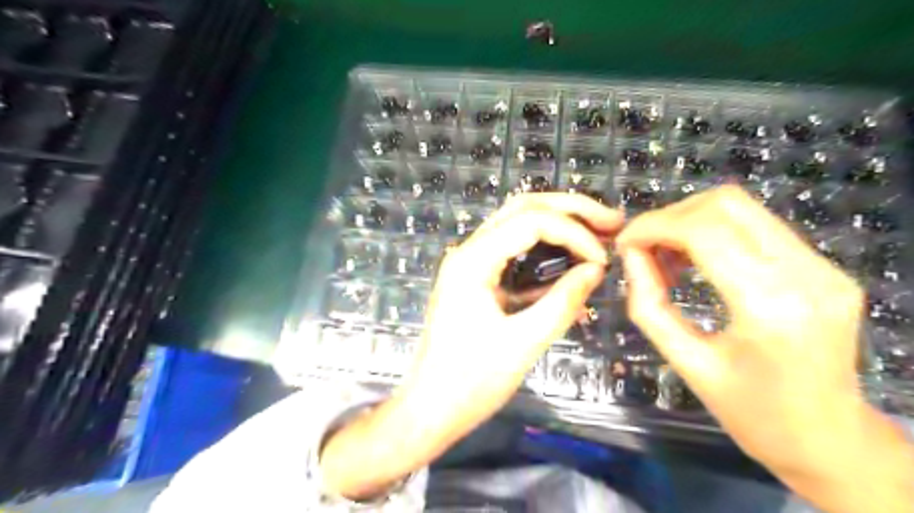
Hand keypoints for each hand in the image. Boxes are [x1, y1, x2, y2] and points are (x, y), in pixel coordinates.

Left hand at [319, 193, 624, 499]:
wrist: (431, 406)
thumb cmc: (471, 381)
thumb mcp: (523, 344)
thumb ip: (562, 302)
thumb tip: (596, 269)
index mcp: (472, 260)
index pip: (531, 221)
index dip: (574, 233)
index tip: (602, 260)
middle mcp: (468, 251)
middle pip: (522, 208)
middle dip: (570, 210)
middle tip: (611, 222)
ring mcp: (470, 263)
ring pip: (518, 224)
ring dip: (558, 224)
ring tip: (598, 234)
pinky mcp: (476, 278)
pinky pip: (513, 250)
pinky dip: (545, 249)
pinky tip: (570, 260)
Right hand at [613, 184, 913, 511]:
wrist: (830, 439)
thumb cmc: (751, 413)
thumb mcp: (685, 362)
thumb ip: (648, 304)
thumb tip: (630, 256)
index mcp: (770, 307)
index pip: (703, 231)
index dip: (653, 226)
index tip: (624, 244)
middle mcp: (807, 275)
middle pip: (725, 204)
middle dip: (670, 217)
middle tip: (643, 248)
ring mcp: (824, 267)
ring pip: (741, 208)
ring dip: (690, 222)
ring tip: (667, 258)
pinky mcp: (825, 267)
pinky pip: (757, 227)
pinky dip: (713, 233)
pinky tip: (696, 262)